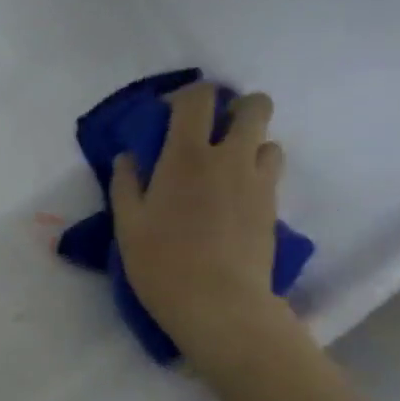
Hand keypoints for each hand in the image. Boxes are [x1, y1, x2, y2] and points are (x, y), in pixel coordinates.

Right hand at [111, 84, 287, 352]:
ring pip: (269, 139)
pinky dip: (256, 174)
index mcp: (186, 156)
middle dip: (236, 108)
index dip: (187, 97)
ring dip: (249, 145)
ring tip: (226, 171)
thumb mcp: (128, 226)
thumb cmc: (163, 264)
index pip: (199, 97)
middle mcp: (229, 157)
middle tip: (212, 134)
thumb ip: (126, 185)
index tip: (170, 117)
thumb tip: (127, 158)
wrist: (219, 304)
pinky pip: (271, 173)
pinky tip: (235, 200)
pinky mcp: (273, 207)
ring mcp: (258, 181)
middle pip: (254, 105)